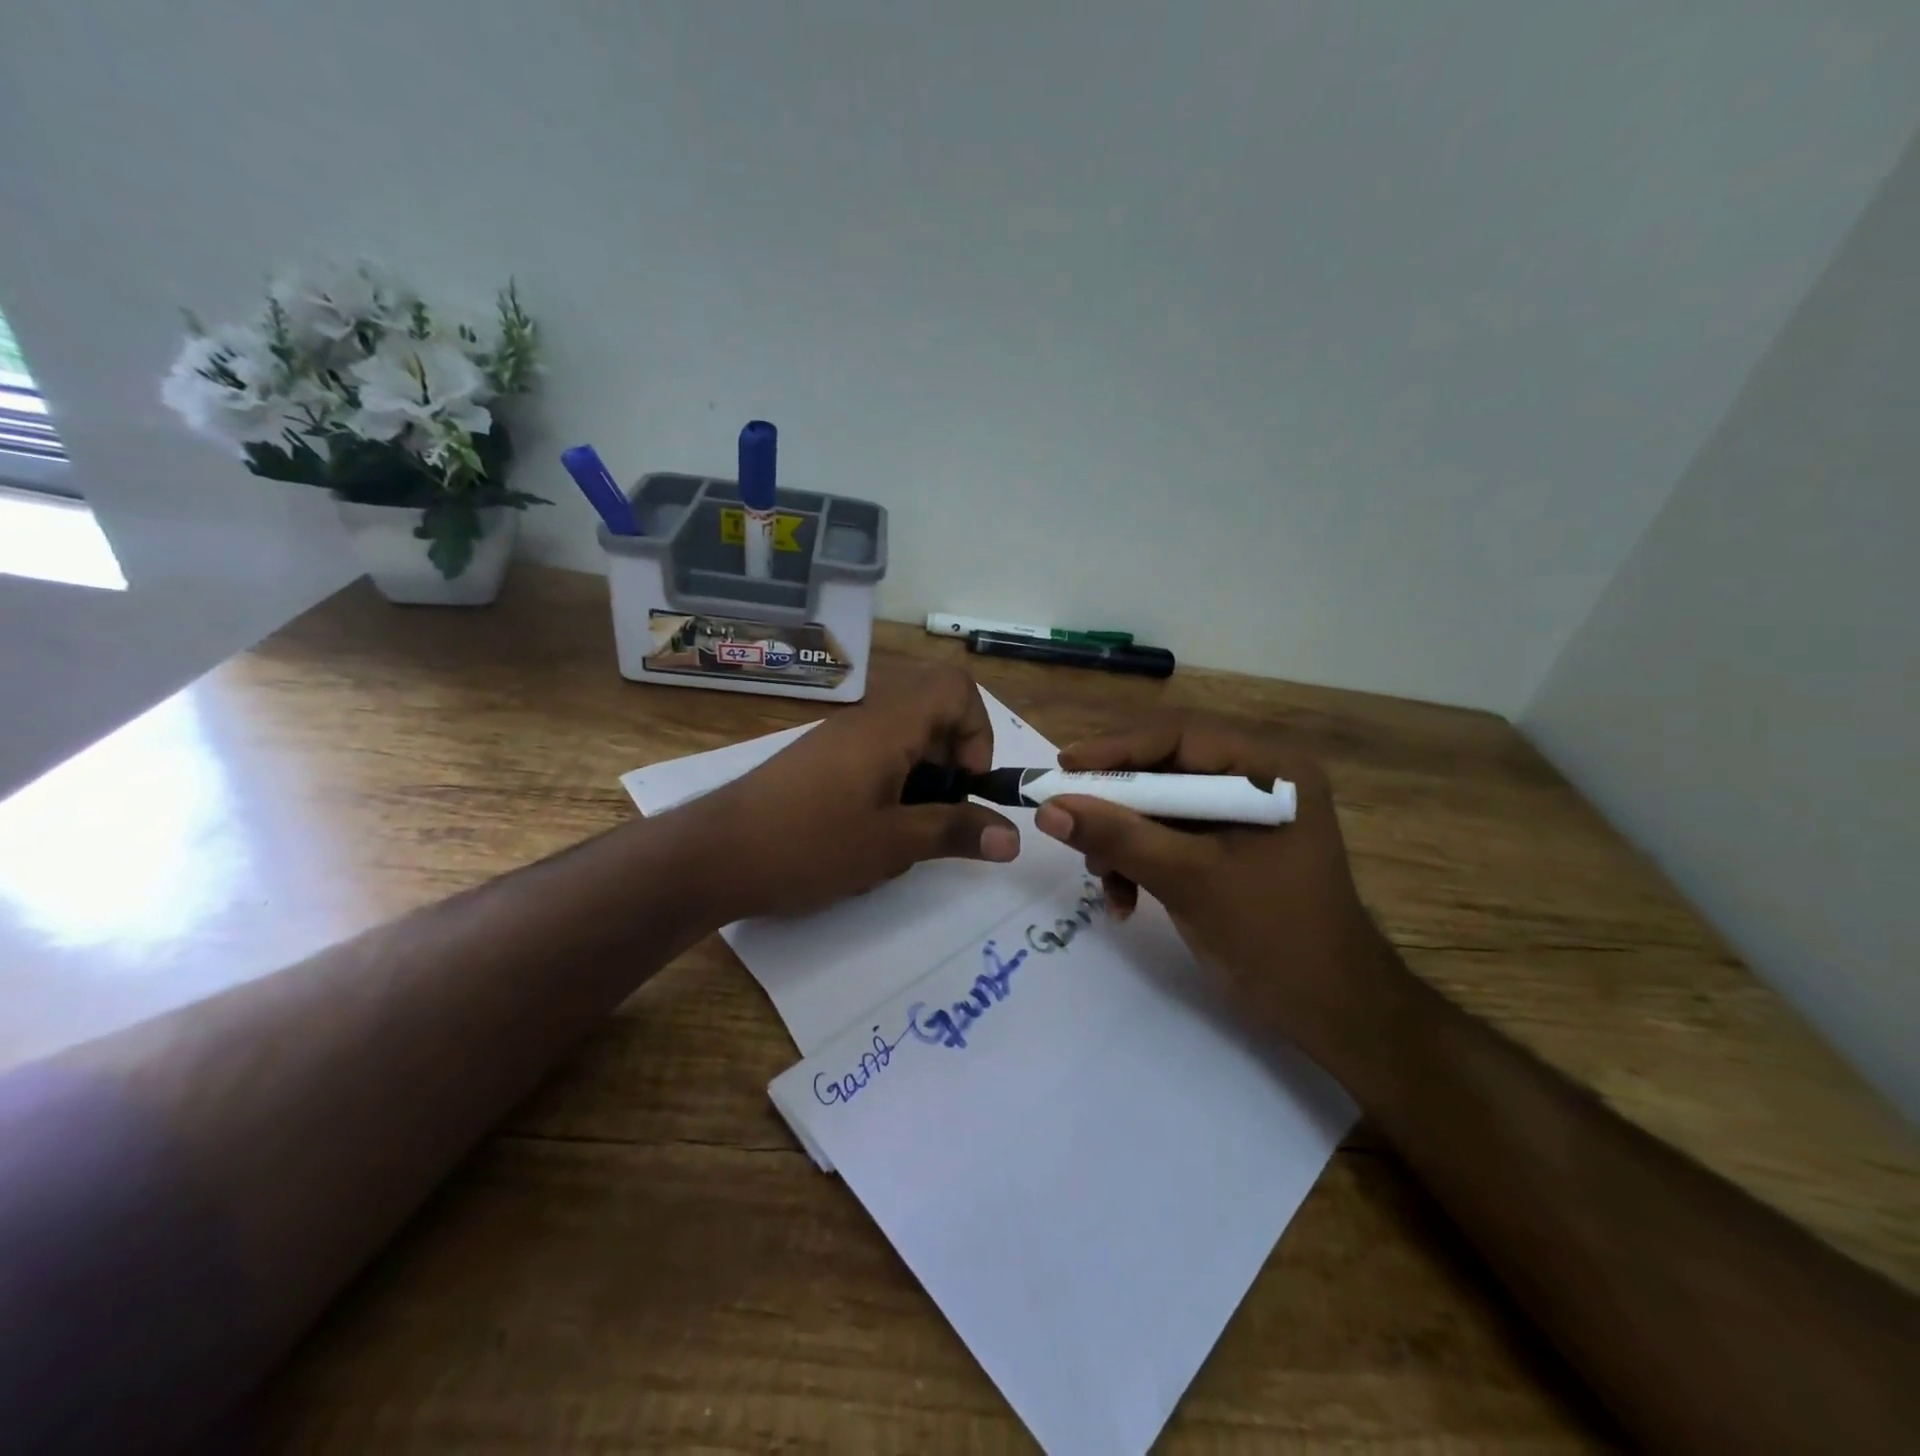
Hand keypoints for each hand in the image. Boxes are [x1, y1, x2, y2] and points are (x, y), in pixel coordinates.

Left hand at [693, 668, 1019, 919]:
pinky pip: (874, 765)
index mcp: (888, 726)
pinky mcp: (820, 766)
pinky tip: (868, 842)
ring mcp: (839, 743)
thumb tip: (1014, 838)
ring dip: (920, 790)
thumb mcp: (890, 844)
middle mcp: (866, 722)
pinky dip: (889, 796)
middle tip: (938, 820)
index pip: (955, 687)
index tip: (966, 786)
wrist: (710, 857)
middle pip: (934, 718)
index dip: (978, 731)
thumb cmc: (807, 844)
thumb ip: (955, 832)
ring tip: (902, 840)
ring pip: (905, 748)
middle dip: (951, 770)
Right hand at [1033, 713, 1389, 1051]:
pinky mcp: (1224, 846)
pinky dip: (1138, 861)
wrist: (1329, 1012)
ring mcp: (1240, 814)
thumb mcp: (1188, 879)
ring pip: (1158, 805)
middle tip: (1066, 816)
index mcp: (1269, 768)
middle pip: (1164, 768)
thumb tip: (1048, 809)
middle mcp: (1255, 779)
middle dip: (1115, 803)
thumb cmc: (1273, 936)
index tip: (1062, 768)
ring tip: (1102, 876)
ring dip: (1122, 839)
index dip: (1116, 749)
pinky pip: (1167, 836)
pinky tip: (1123, 901)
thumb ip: (1119, 838)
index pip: (1179, 736)